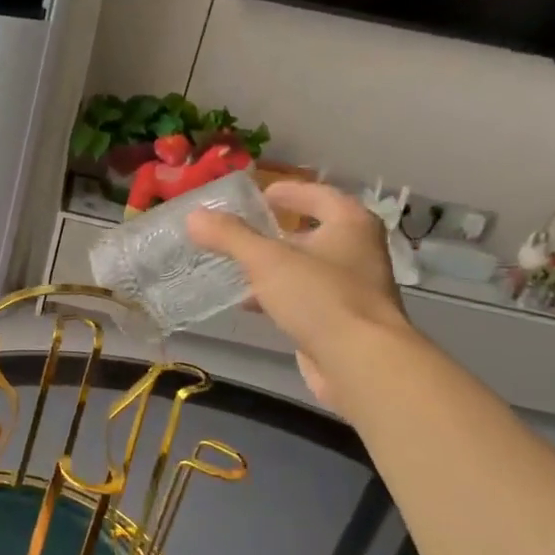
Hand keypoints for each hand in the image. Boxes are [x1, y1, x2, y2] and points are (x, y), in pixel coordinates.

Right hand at [186, 180, 411, 409]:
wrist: (359, 362)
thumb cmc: (320, 298)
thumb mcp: (267, 261)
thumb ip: (230, 236)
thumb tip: (194, 216)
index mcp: (350, 224)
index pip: (317, 194)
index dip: (288, 191)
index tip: (258, 195)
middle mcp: (357, 251)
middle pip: (312, 231)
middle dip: (276, 232)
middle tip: (240, 231)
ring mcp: (352, 288)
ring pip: (306, 267)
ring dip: (274, 266)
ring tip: (235, 266)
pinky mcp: (341, 321)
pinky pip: (304, 298)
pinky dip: (278, 295)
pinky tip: (250, 303)